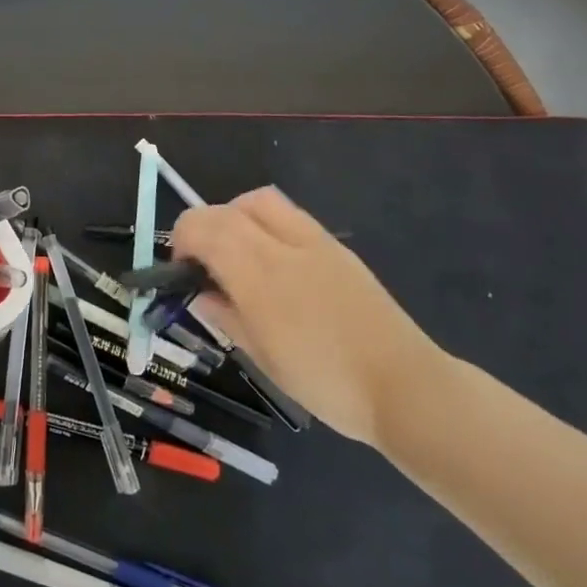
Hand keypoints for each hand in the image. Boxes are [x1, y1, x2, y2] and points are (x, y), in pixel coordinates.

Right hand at [171, 187, 445, 444]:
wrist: (404, 385)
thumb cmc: (326, 382)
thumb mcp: (262, 357)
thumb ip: (225, 315)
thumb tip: (199, 293)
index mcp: (259, 275)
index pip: (202, 227)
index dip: (182, 241)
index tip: (183, 272)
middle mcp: (282, 246)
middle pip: (226, 208)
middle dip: (203, 227)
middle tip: (205, 264)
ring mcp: (314, 241)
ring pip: (258, 200)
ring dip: (235, 217)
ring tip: (237, 255)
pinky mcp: (336, 247)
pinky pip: (289, 215)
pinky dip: (265, 225)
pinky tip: (273, 263)